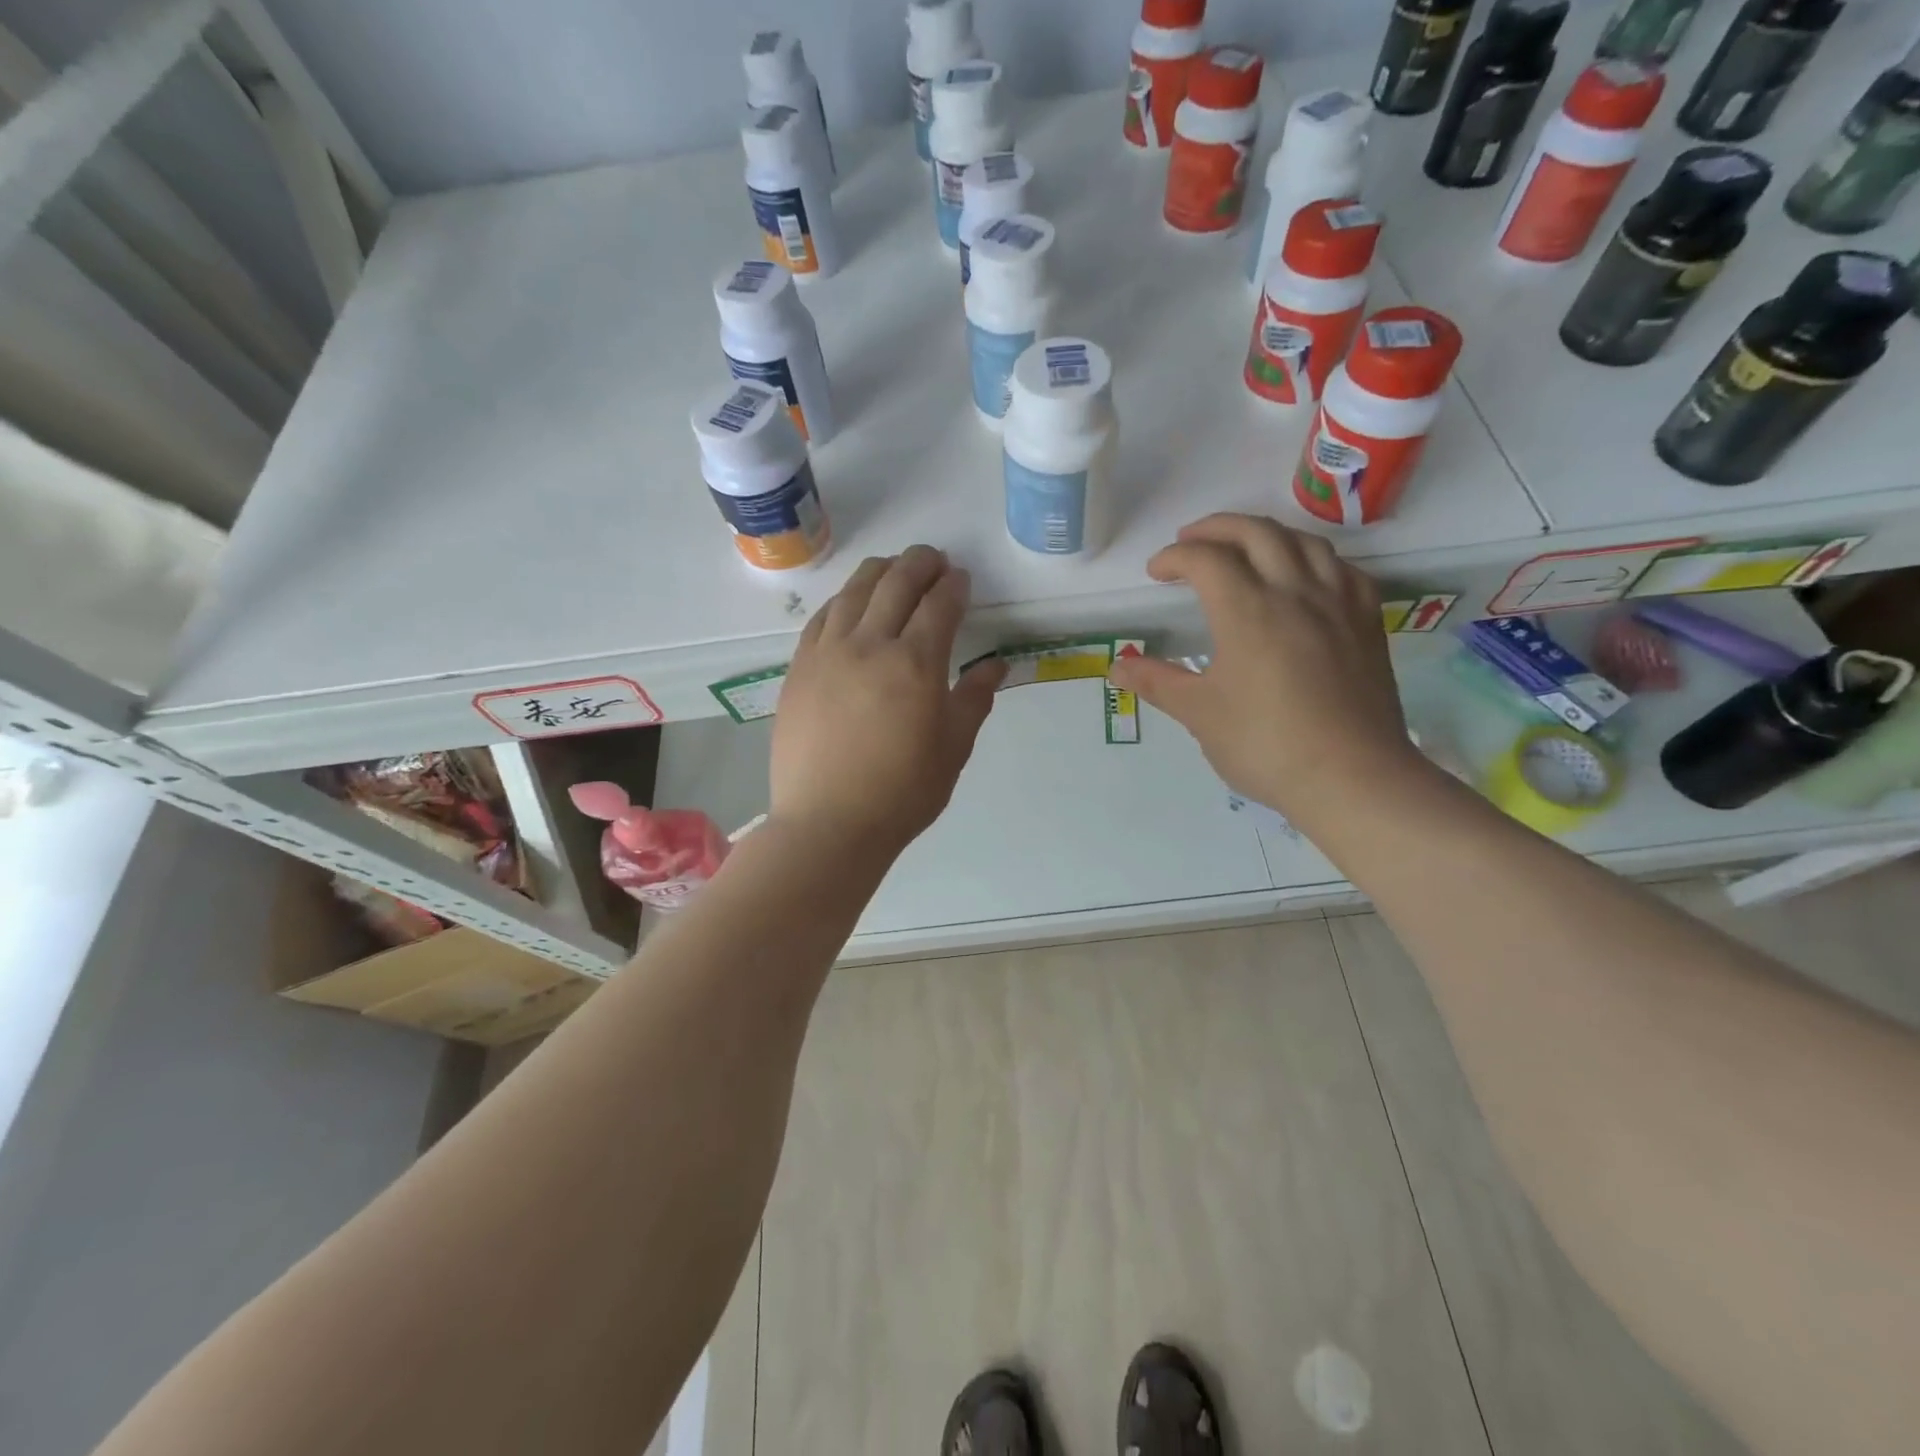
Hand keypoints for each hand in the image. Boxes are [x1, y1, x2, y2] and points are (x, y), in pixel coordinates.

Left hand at [771, 546, 1004, 859]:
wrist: (828, 823)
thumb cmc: (902, 792)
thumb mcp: (953, 749)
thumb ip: (974, 699)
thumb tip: (997, 665)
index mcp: (915, 664)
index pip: (939, 605)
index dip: (954, 586)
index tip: (961, 580)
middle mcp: (869, 644)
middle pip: (896, 583)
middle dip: (920, 563)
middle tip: (934, 560)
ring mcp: (827, 653)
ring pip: (854, 591)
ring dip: (879, 571)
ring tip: (894, 569)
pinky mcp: (798, 668)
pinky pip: (822, 617)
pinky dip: (843, 599)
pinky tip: (851, 603)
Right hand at [1107, 514, 1419, 826]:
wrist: (1352, 777)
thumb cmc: (1265, 745)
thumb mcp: (1200, 714)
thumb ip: (1157, 682)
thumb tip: (1116, 667)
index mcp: (1247, 610)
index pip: (1206, 559)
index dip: (1174, 557)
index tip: (1156, 573)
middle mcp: (1295, 592)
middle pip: (1256, 532)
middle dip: (1217, 528)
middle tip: (1191, 541)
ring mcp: (1338, 603)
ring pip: (1304, 541)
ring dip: (1266, 534)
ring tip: (1245, 549)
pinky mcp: (1367, 621)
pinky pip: (1341, 568)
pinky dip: (1313, 558)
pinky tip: (1305, 576)